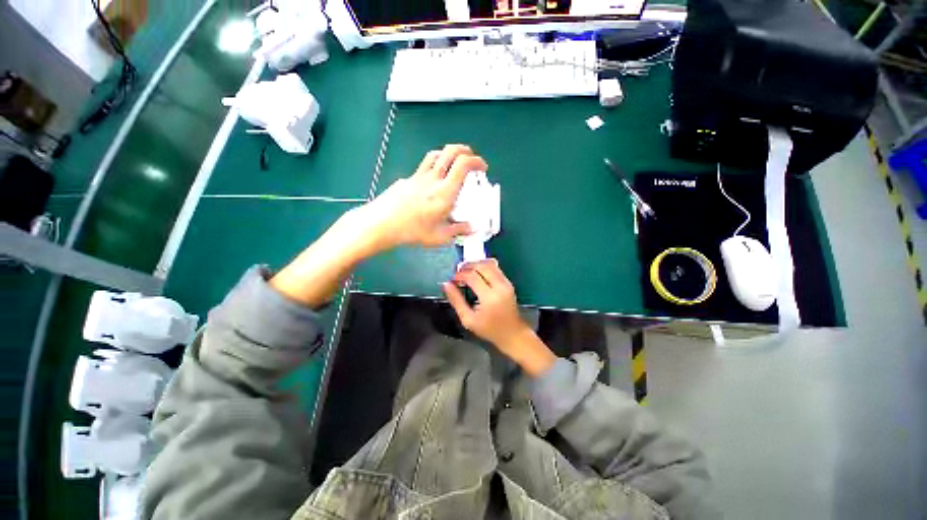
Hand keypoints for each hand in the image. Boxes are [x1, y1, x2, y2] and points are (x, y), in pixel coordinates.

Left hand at [354, 144, 487, 252]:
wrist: (382, 224)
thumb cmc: (412, 231)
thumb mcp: (439, 237)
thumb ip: (458, 230)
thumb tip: (471, 228)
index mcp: (445, 192)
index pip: (463, 165)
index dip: (476, 161)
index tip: (482, 168)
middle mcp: (433, 179)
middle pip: (451, 151)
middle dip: (465, 150)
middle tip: (471, 158)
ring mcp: (418, 176)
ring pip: (436, 154)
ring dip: (448, 154)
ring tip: (453, 163)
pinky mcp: (407, 179)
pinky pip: (423, 167)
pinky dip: (433, 167)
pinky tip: (431, 182)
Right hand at [443, 260, 556, 375]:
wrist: (512, 333)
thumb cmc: (489, 329)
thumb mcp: (468, 319)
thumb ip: (456, 300)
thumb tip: (446, 284)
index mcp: (489, 297)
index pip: (472, 277)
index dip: (460, 275)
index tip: (452, 279)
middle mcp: (499, 286)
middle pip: (482, 266)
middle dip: (467, 266)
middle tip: (457, 272)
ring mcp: (506, 283)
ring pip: (490, 264)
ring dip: (476, 264)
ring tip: (465, 270)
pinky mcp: (509, 283)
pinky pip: (496, 268)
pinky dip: (484, 267)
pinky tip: (477, 272)